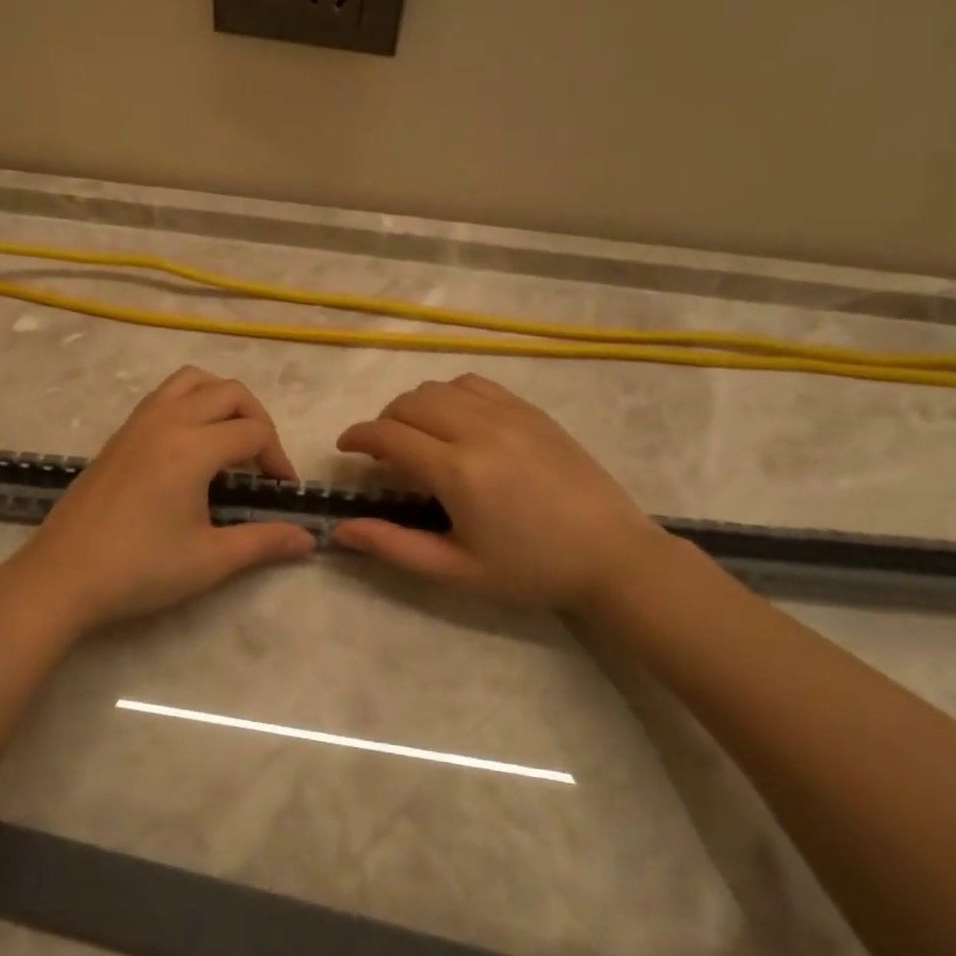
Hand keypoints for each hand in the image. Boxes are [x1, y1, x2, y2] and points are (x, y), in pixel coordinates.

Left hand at [3, 367, 315, 631]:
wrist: (61, 577)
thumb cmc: (139, 569)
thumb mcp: (209, 560)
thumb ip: (263, 542)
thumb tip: (309, 538)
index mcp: (193, 447)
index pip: (254, 432)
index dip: (278, 459)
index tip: (282, 492)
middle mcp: (167, 421)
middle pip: (229, 392)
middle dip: (257, 419)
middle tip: (261, 463)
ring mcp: (138, 423)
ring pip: (192, 381)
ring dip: (221, 400)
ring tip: (229, 441)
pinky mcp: (119, 434)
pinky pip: (164, 395)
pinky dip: (190, 404)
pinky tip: (189, 449)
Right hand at [333, 373, 668, 610]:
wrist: (614, 557)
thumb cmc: (531, 570)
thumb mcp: (457, 570)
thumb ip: (394, 546)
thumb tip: (341, 529)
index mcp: (459, 472)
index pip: (389, 435)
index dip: (357, 436)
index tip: (344, 448)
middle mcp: (480, 430)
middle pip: (410, 403)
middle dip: (384, 422)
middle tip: (382, 453)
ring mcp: (510, 414)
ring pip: (441, 387)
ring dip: (416, 406)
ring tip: (418, 435)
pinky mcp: (532, 411)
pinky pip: (476, 384)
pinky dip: (451, 395)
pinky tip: (457, 421)